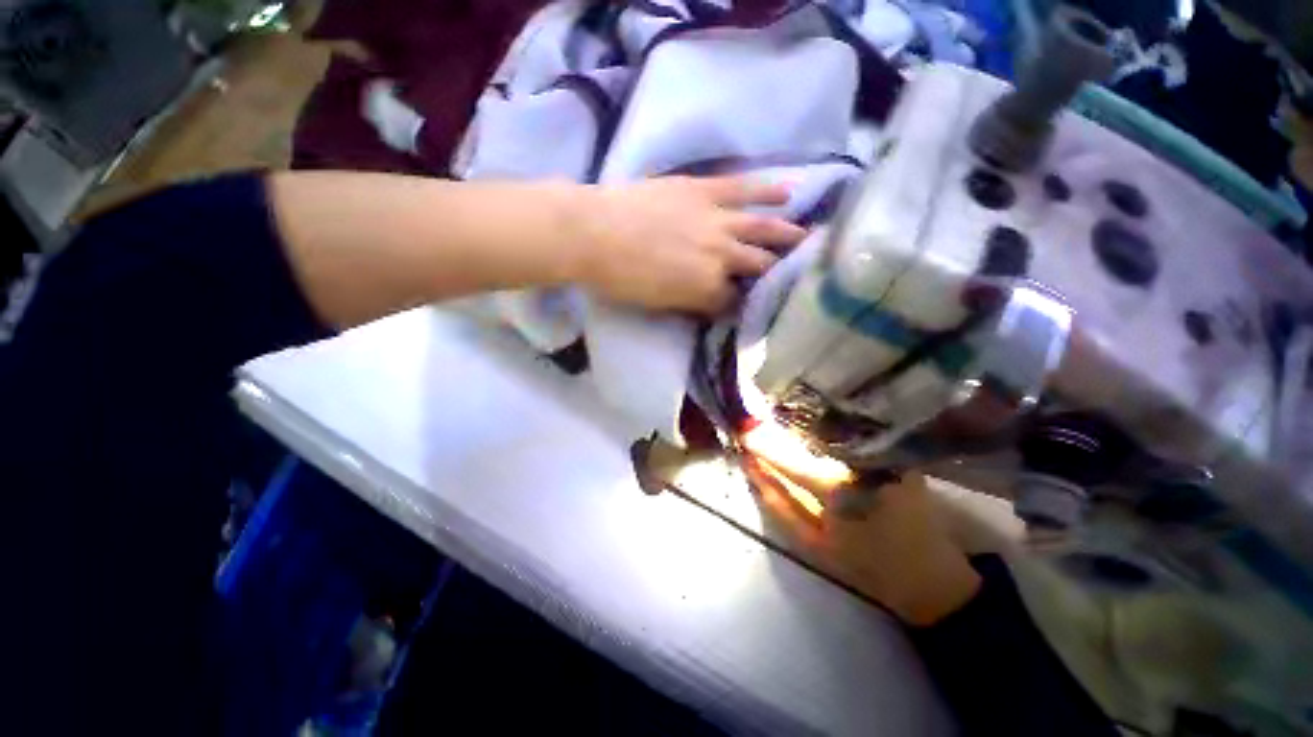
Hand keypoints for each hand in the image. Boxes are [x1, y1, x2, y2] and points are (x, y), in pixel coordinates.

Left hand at [571, 176, 807, 314]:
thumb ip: (691, 303)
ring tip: (807, 237)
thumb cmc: (619, 278)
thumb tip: (711, 303)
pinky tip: (789, 192)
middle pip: (758, 267)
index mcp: (706, 290)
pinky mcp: (705, 190)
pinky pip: (744, 189)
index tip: (755, 303)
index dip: (745, 304)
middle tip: (796, 273)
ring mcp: (717, 221)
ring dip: (786, 235)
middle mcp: (721, 258)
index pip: (735, 302)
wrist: (592, 233)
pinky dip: (768, 191)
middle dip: (776, 273)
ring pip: (761, 229)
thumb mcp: (658, 304)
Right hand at [740, 423, 981, 625]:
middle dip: (782, 431)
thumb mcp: (814, 544)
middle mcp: (864, 465)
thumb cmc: (868, 566)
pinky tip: (814, 435)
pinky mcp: (898, 455)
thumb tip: (753, 469)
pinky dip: (828, 435)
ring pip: (832, 435)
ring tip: (780, 429)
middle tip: (758, 427)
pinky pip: (851, 439)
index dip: (765, 445)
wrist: (930, 577)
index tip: (743, 431)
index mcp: (842, 491)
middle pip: (811, 439)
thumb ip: (779, 504)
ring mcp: (885, 456)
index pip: (793, 460)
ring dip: (804, 431)